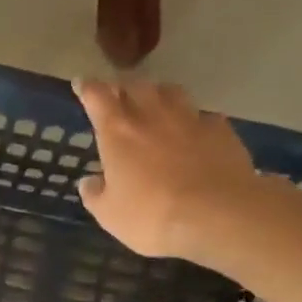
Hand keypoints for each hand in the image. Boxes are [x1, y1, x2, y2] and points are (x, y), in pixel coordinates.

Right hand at [73, 78, 269, 262]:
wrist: (217, 215)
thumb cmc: (152, 216)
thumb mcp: (110, 215)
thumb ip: (95, 195)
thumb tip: (89, 181)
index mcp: (118, 132)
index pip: (97, 98)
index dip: (88, 88)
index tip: (82, 84)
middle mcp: (152, 115)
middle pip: (135, 86)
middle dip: (123, 88)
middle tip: (118, 97)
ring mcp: (190, 118)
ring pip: (170, 91)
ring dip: (157, 95)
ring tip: (154, 104)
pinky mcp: (220, 129)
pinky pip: (201, 116)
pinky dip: (192, 120)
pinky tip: (192, 133)